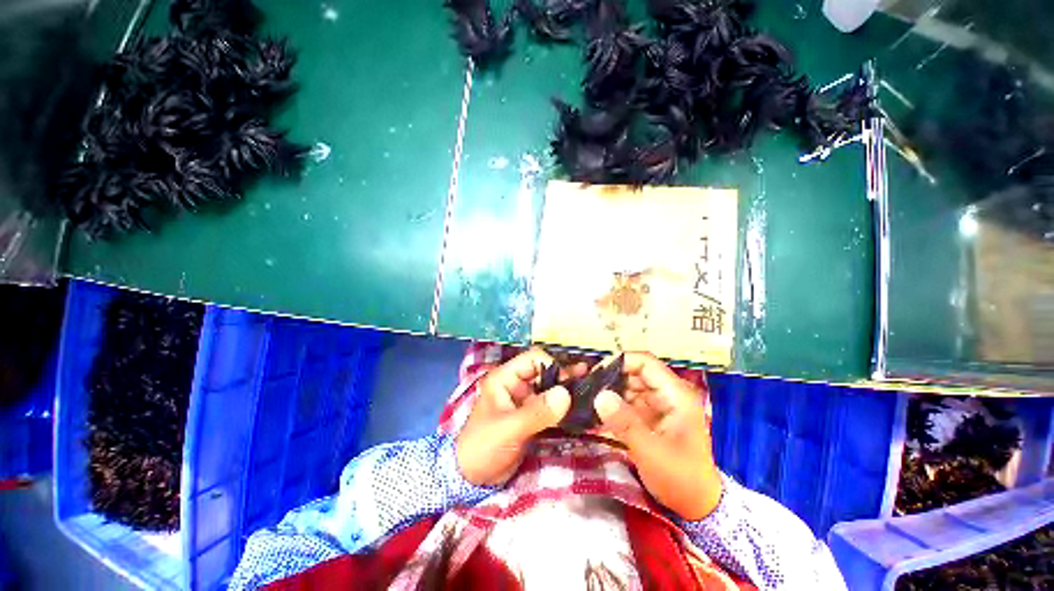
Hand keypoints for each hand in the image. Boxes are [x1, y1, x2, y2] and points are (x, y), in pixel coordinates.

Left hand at [456, 348, 582, 485]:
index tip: (569, 383)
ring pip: (550, 390)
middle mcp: (516, 385)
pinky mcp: (531, 417)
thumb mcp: (508, 429)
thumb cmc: (483, 447)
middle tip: (589, 381)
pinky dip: (564, 408)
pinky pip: (551, 408)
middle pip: (545, 373)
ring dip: (567, 392)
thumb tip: (565, 394)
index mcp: (505, 378)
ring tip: (591, 392)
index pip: (534, 359)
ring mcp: (525, 401)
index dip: (553, 366)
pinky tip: (581, 409)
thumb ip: (537, 412)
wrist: (471, 480)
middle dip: (565, 377)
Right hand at [593, 352, 721, 520]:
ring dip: (610, 392)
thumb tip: (600, 396)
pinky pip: (628, 403)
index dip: (620, 361)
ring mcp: (659, 406)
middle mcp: (667, 395)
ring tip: (587, 399)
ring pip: (629, 387)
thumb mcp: (652, 452)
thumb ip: (625, 423)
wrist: (698, 508)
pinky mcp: (650, 418)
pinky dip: (614, 406)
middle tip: (586, 388)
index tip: (596, 372)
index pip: (645, 363)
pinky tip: (596, 413)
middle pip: (635, 373)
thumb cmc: (681, 479)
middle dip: (611, 378)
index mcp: (676, 395)